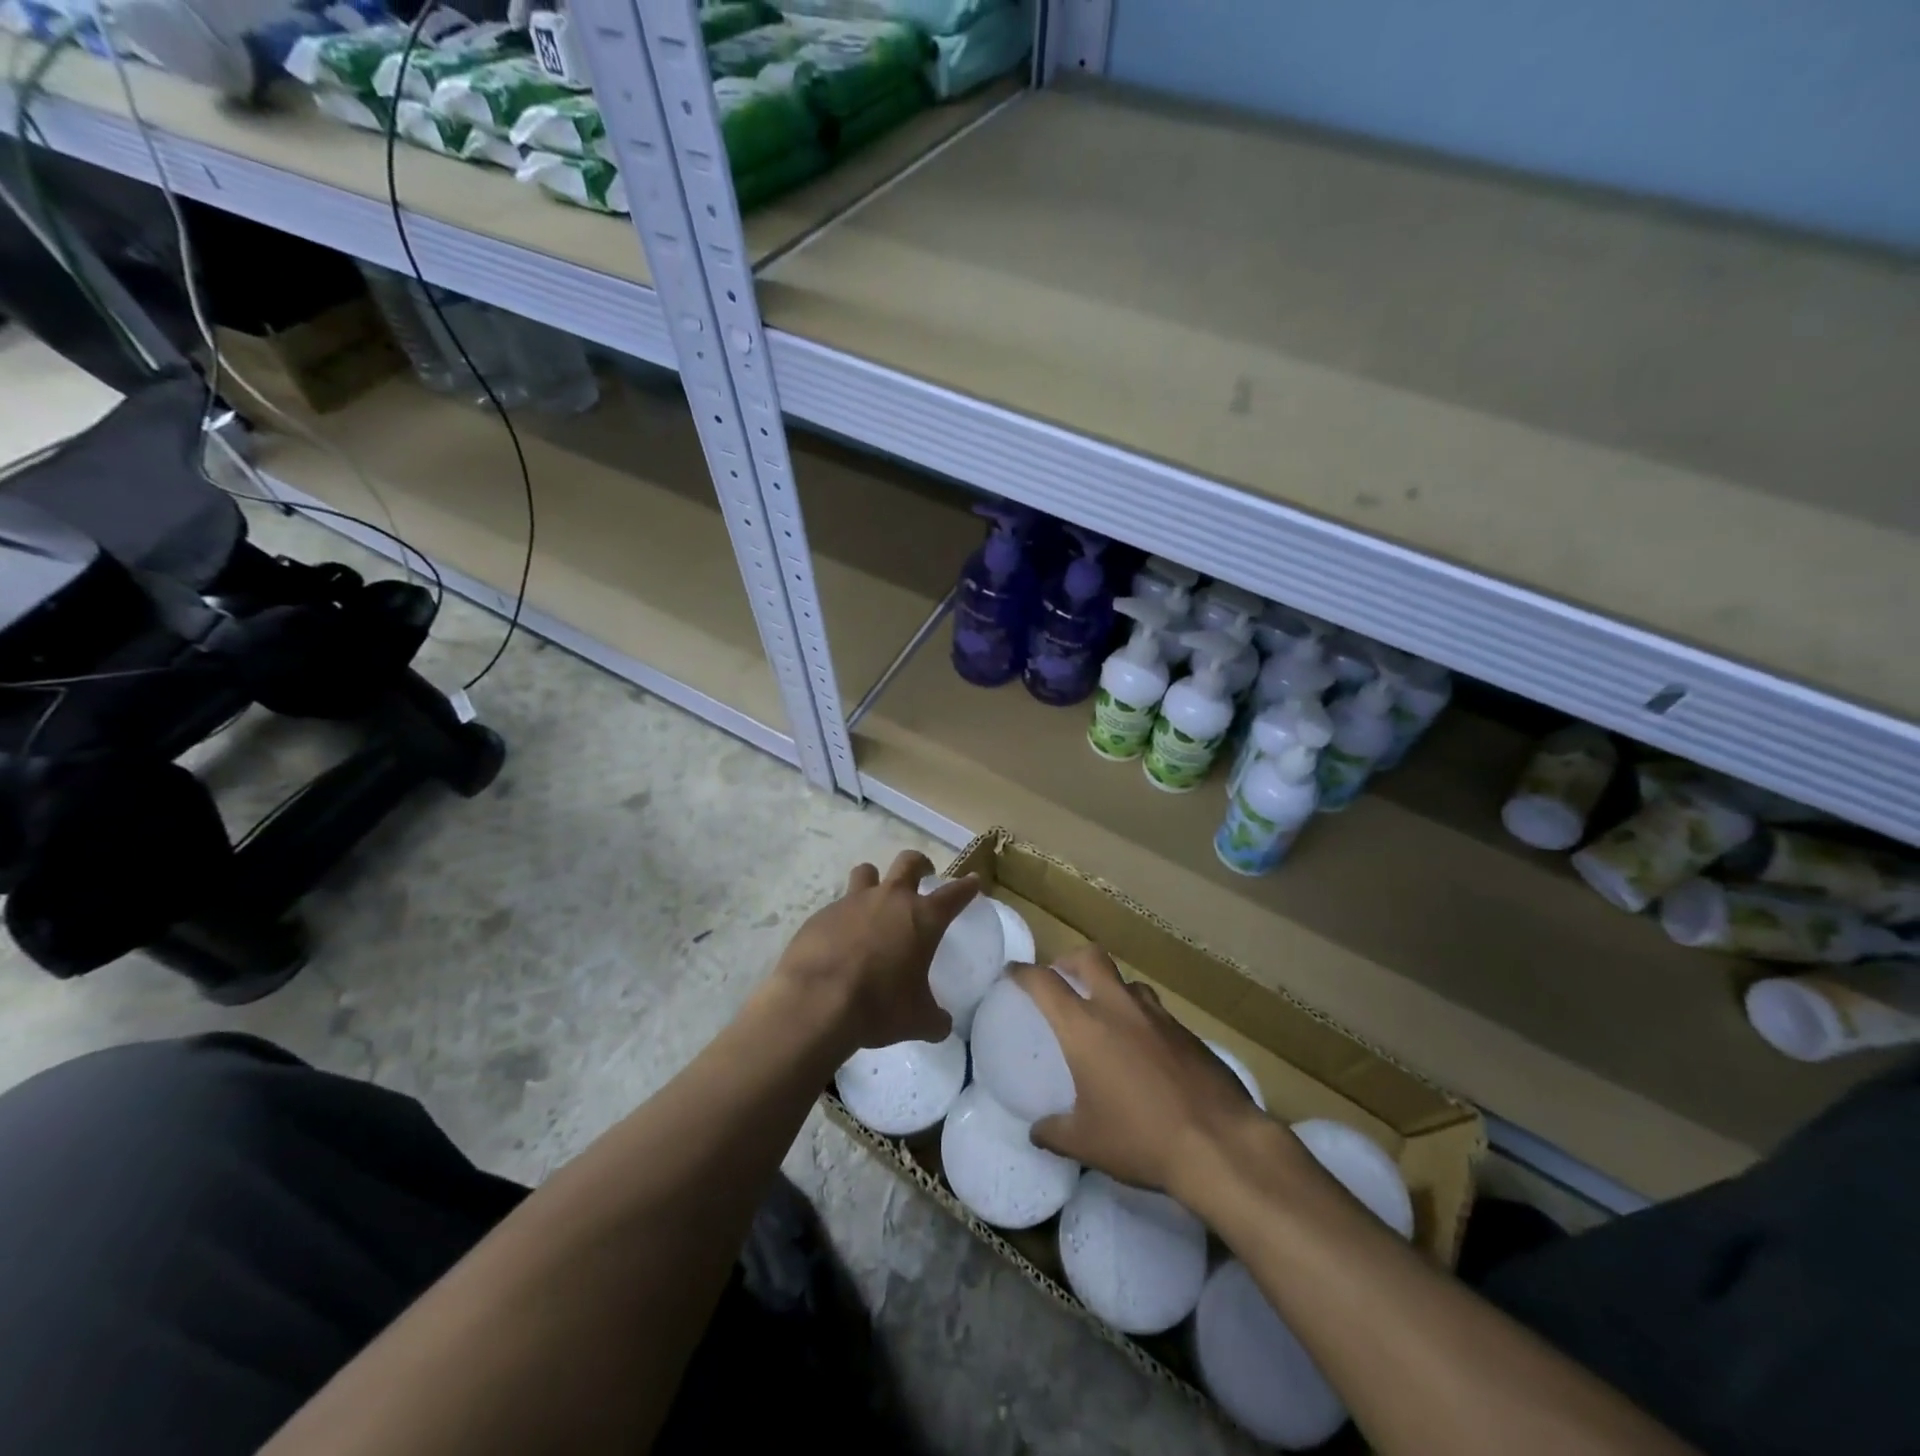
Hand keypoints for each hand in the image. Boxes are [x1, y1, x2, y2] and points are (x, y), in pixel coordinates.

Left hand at [772, 851, 979, 1054]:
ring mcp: (852, 902)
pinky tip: (840, 941)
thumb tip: (941, 1025)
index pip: (955, 894)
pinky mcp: (821, 914)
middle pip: (909, 862)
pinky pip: (837, 906)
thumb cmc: (878, 1007)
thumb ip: (935, 1019)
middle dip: (920, 864)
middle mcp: (890, 899)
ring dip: (875, 881)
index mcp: (923, 918)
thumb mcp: (917, 1021)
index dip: (967, 886)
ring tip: (875, 900)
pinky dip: (843, 917)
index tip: (973, 881)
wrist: (815, 1003)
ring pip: (867, 872)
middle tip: (923, 875)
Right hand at [1015, 945, 1270, 1199]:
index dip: (1024, 973)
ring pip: (1127, 982)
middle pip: (1090, 958)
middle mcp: (1119, 1008)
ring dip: (1110, 988)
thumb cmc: (1141, 1138)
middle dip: (1070, 960)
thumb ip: (1054, 1132)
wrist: (1219, 1142)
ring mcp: (1158, 1015)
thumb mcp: (1087, 1143)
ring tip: (1106, 1014)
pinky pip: (1156, 1011)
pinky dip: (1141, 1018)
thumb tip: (1036, 1132)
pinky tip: (1144, 1049)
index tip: (1013, 972)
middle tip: (1061, 977)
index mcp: (1085, 1027)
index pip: (1044, 983)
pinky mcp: (1188, 1031)